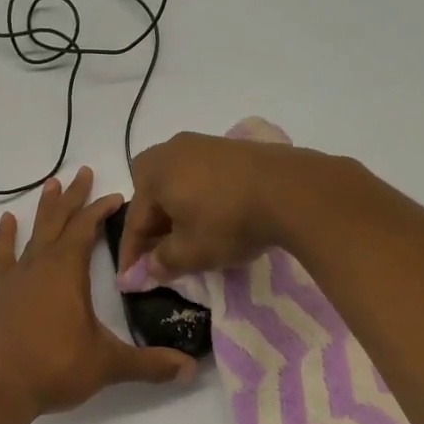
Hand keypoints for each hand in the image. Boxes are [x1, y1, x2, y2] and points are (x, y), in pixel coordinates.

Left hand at [0, 167, 195, 415]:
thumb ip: (150, 364)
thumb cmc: (55, 368)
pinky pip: (2, 255)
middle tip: (83, 172)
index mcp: (68, 272)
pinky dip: (5, 236)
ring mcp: (14, 277)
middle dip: (74, 197)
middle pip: (59, 221)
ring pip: (32, 232)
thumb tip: (190, 370)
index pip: (86, 228)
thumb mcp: (108, 365)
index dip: (100, 209)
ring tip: (50, 183)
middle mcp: (40, 265)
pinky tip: (7, 220)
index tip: (116, 196)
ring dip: (44, 208)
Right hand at [116, 131, 330, 282]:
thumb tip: (150, 267)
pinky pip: (202, 176)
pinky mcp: (231, 147)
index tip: (131, 279)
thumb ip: (163, 262)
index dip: (132, 254)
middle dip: (152, 225)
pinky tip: (214, 216)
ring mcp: (203, 144)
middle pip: (152, 195)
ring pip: (178, 184)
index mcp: (153, 172)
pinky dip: (200, 198)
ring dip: (177, 211)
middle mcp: (172, 150)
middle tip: (158, 253)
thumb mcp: (191, 253)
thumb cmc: (228, 222)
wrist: (292, 190)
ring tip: (187, 237)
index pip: (135, 220)